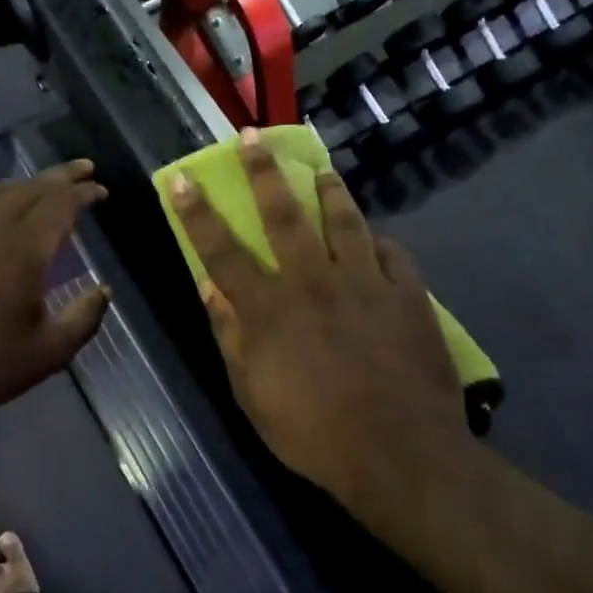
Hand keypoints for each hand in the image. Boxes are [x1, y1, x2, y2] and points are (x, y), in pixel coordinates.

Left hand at [0, 160, 109, 433]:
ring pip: (0, 191)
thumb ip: (83, 318)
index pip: (59, 205)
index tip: (101, 190)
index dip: (83, 194)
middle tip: (84, 169)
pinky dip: (0, 195)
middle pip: (30, 188)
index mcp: (22, 250)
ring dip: (30, 183)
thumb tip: (102, 290)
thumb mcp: (47, 353)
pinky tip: (2, 206)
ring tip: (48, 185)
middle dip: (61, 176)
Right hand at [171, 132, 467, 507]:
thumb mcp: (253, 395)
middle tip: (253, 138)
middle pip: (285, 216)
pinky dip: (380, 242)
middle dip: (263, 173)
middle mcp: (315, 282)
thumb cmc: (315, 434)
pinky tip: (376, 239)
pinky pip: (393, 254)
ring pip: (345, 221)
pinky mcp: (410, 296)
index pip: (223, 250)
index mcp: (271, 309)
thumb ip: (232, 337)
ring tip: (322, 171)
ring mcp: (367, 284)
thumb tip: (210, 289)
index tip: (182, 179)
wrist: (401, 454)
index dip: (198, 213)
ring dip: (329, 191)